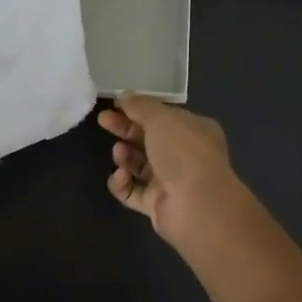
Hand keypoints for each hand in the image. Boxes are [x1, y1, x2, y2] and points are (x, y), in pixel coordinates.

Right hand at [97, 92, 254, 248]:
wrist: (197, 205)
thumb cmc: (183, 152)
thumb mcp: (161, 118)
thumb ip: (140, 105)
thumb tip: (124, 96)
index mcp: (193, 130)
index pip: (163, 117)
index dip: (139, 109)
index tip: (115, 105)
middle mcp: (184, 155)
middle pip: (148, 139)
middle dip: (125, 129)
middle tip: (103, 121)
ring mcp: (170, 182)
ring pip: (139, 165)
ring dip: (125, 156)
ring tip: (119, 153)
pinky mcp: (156, 205)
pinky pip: (132, 191)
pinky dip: (122, 183)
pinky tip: (121, 176)